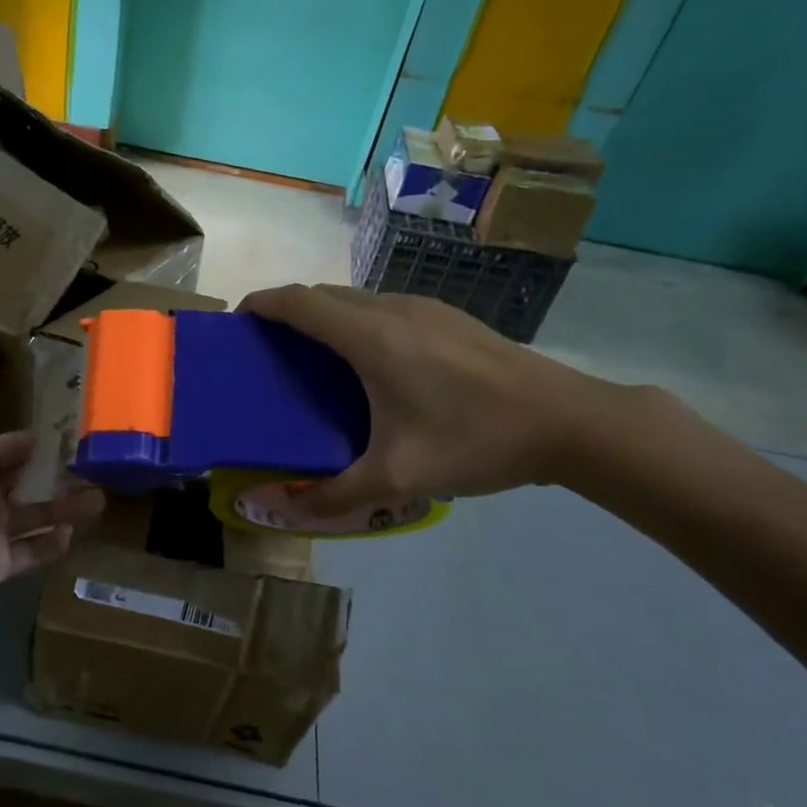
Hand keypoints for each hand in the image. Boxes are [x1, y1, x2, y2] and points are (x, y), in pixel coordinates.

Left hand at [0, 358, 103, 652]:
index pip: (16, 446)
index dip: (46, 441)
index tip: (84, 434)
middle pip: (31, 479)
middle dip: (63, 475)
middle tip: (103, 469)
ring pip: (36, 513)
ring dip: (65, 507)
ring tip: (99, 501)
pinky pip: (31, 550)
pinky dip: (50, 544)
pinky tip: (70, 536)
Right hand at [239, 284, 638, 515]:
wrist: (570, 421)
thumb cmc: (475, 439)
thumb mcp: (398, 477)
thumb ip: (333, 494)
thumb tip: (281, 510)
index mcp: (369, 335)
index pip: (296, 301)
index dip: (259, 305)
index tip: (236, 324)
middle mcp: (390, 308)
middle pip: (321, 295)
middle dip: (286, 313)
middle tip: (269, 352)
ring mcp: (424, 307)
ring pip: (355, 299)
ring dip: (324, 317)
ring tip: (313, 359)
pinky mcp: (448, 316)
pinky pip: (382, 308)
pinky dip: (356, 322)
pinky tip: (370, 366)